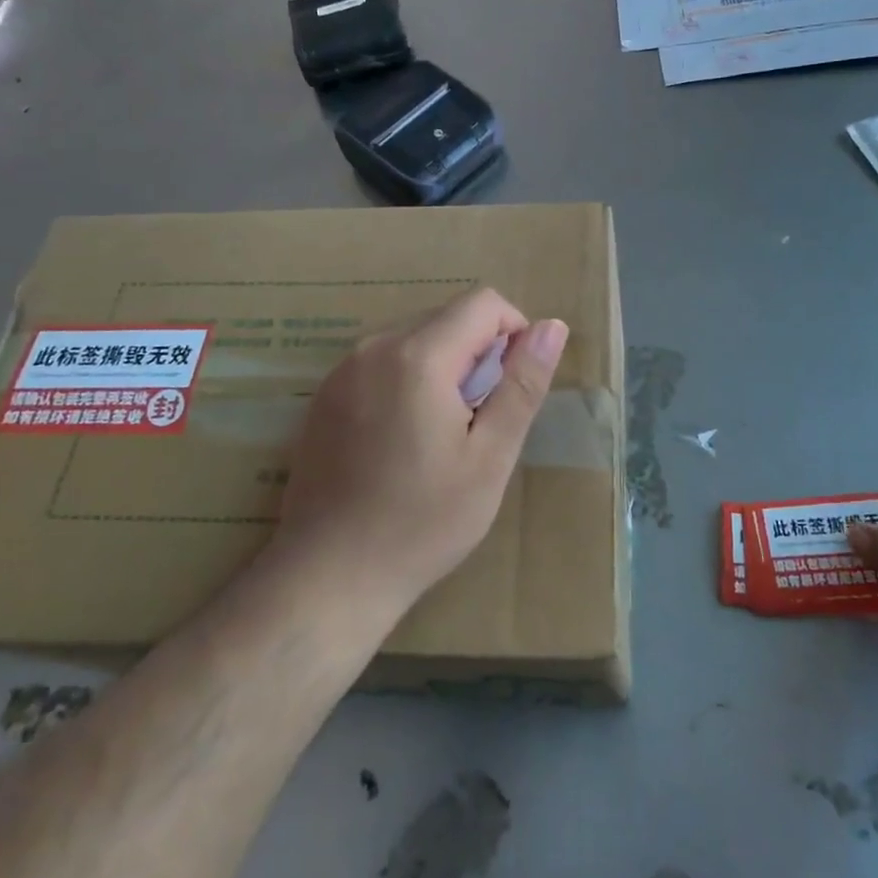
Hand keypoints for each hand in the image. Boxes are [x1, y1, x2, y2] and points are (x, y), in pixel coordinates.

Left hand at [271, 288, 568, 617]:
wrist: (327, 576)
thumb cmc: (422, 522)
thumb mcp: (490, 457)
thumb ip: (522, 384)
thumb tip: (552, 327)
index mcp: (418, 355)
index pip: (483, 302)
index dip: (513, 332)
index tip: (512, 388)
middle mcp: (374, 347)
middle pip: (447, 317)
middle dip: (477, 352)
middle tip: (478, 421)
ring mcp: (342, 369)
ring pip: (415, 337)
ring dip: (444, 366)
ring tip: (442, 433)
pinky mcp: (324, 394)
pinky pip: (382, 361)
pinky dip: (408, 380)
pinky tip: (403, 439)